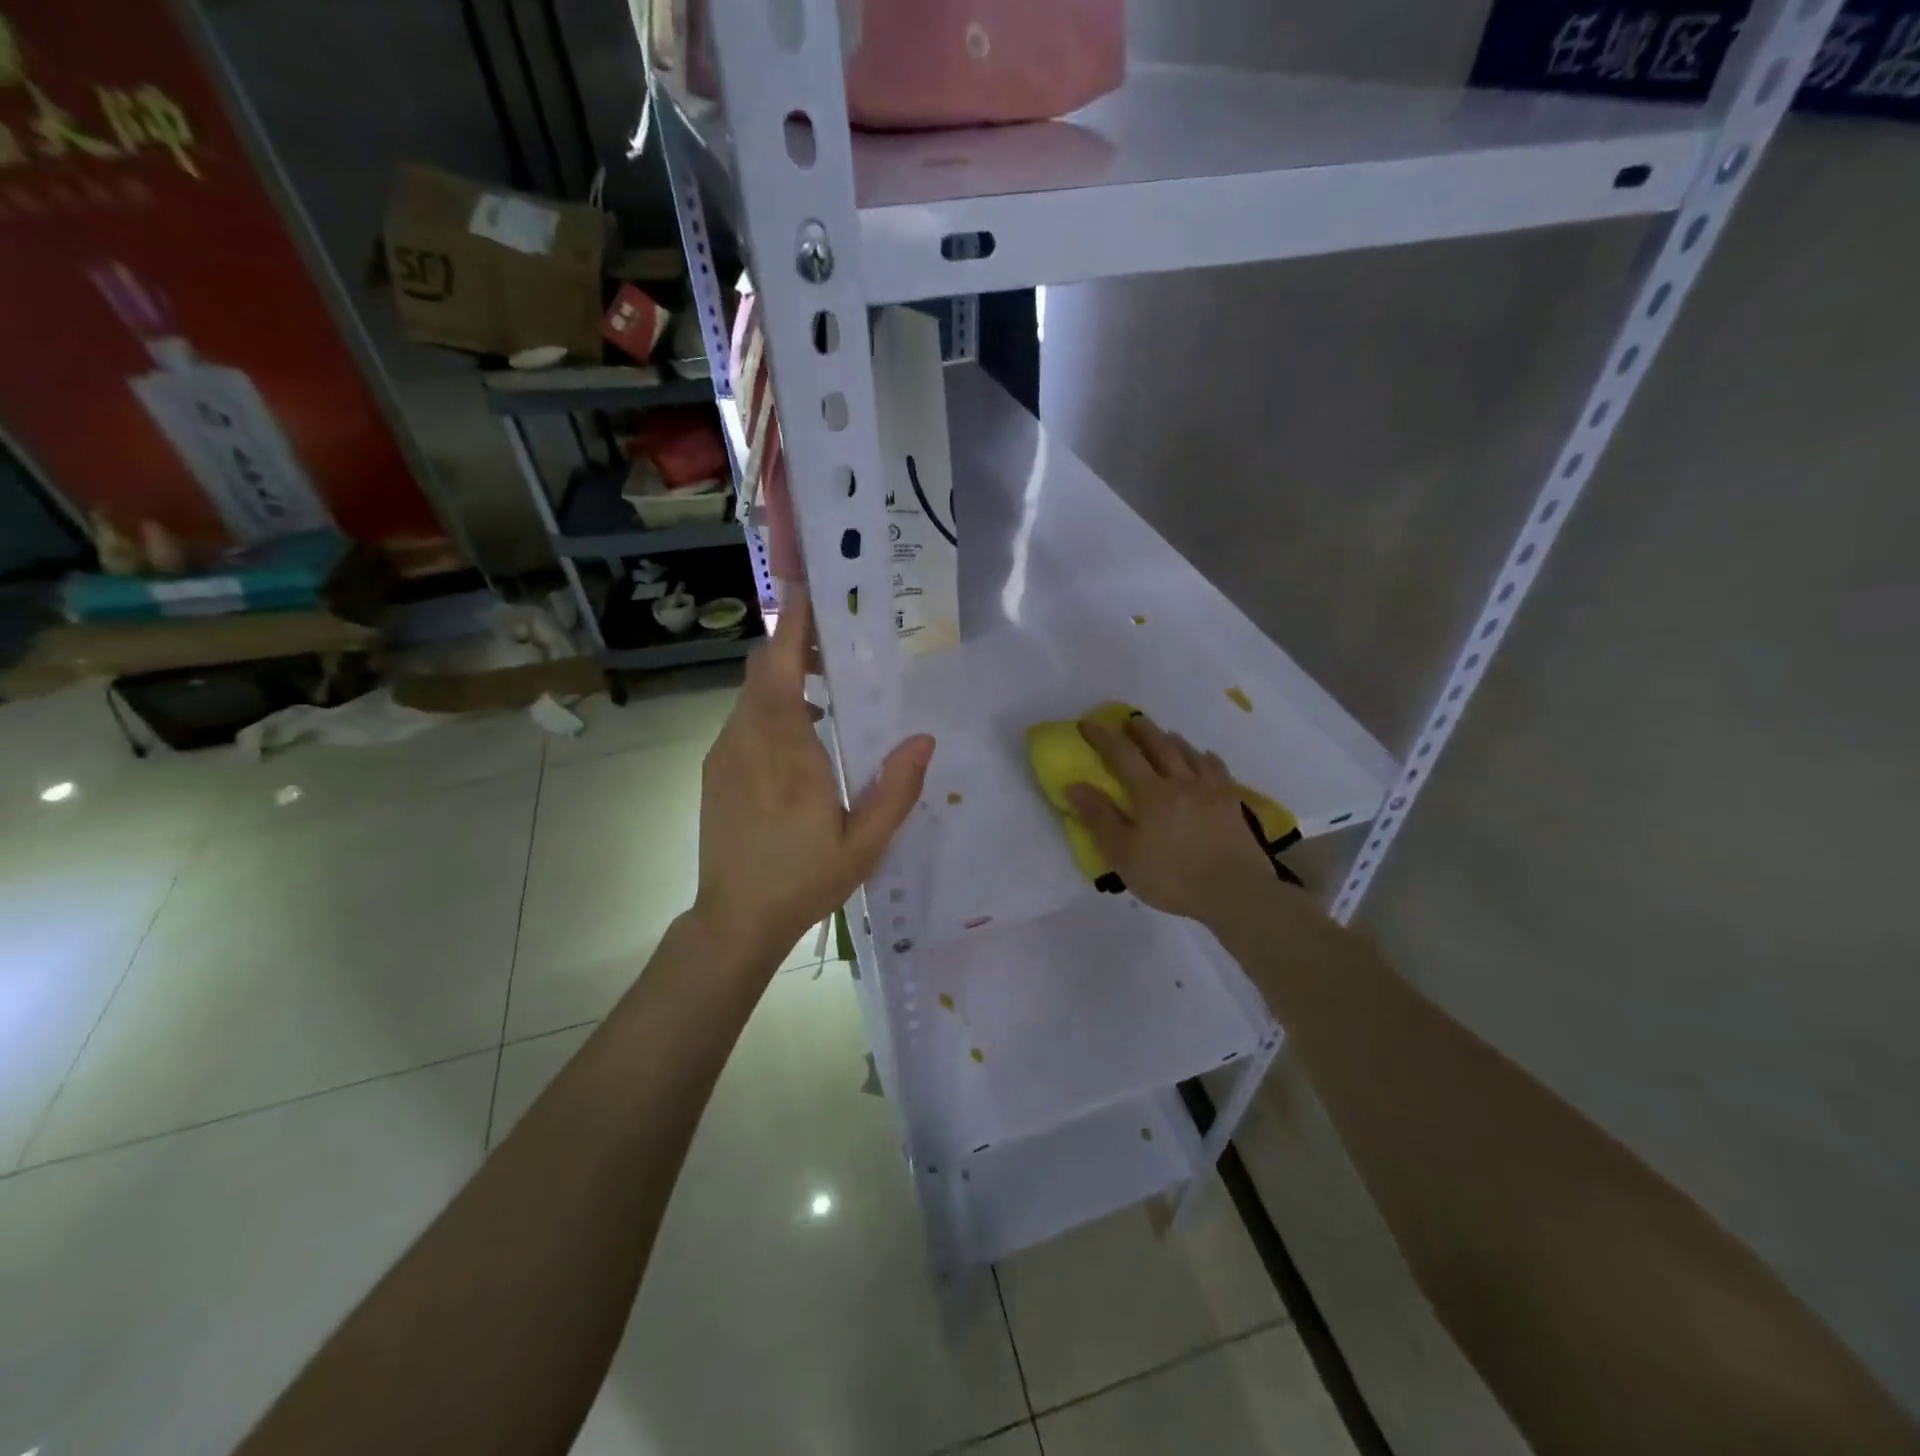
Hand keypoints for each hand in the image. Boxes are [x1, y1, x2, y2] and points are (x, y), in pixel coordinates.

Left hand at [692, 592, 934, 968]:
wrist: (735, 919)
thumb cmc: (804, 880)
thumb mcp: (865, 843)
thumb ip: (896, 789)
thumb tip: (924, 738)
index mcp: (785, 750)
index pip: (779, 668)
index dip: (793, 626)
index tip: (813, 593)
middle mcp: (746, 739)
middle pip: (761, 671)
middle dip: (793, 645)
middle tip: (836, 641)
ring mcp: (725, 754)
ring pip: (751, 695)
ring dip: (784, 679)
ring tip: (827, 686)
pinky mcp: (716, 770)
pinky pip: (744, 721)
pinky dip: (771, 708)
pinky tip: (803, 736)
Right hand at [1064, 713, 1278, 928]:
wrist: (1235, 891)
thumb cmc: (1171, 876)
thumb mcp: (1123, 854)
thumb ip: (1099, 818)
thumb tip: (1074, 785)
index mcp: (1151, 793)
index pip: (1122, 754)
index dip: (1103, 737)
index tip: (1088, 724)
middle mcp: (1181, 782)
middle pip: (1160, 746)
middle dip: (1142, 730)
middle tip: (1131, 718)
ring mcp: (1211, 791)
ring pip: (1190, 754)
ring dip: (1173, 740)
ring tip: (1165, 734)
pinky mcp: (1232, 804)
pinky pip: (1218, 770)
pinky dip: (1207, 758)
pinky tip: (1206, 757)